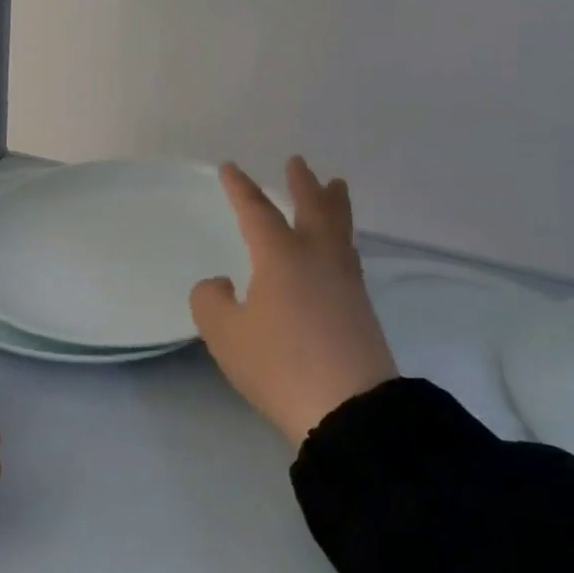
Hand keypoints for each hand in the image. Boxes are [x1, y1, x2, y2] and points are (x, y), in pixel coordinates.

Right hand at [191, 158, 397, 447]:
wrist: (349, 409)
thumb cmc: (279, 363)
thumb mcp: (225, 333)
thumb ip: (211, 301)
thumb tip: (220, 285)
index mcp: (281, 257)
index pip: (257, 212)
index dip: (241, 189)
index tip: (230, 168)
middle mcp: (317, 259)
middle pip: (313, 210)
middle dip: (303, 184)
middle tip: (298, 163)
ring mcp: (345, 283)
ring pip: (340, 231)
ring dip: (334, 205)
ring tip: (336, 187)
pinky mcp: (361, 309)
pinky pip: (348, 256)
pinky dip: (340, 238)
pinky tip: (337, 251)